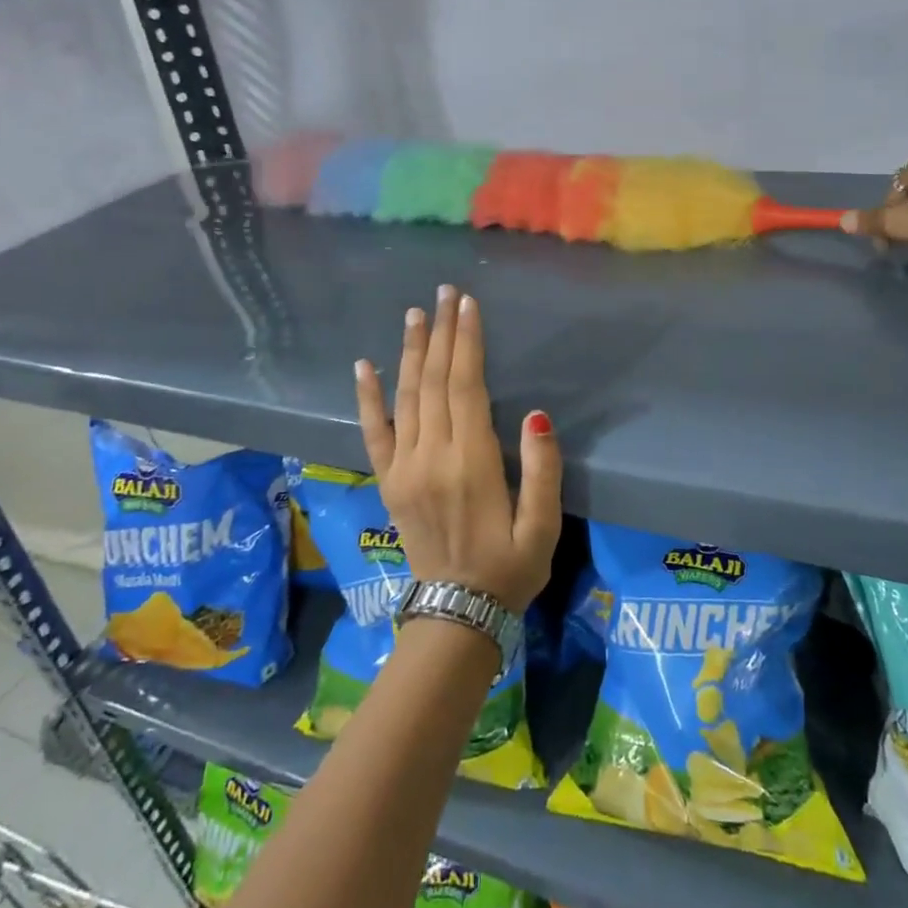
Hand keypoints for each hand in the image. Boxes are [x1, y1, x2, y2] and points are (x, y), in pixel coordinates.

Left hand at [353, 286, 561, 611]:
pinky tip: (364, 365)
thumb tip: (535, 415)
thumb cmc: (510, 568)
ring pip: (405, 397)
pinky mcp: (388, 481)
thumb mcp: (544, 527)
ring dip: (410, 351)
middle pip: (433, 382)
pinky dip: (368, 397)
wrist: (456, 614)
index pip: (465, 386)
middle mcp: (431, 457)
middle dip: (440, 333)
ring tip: (415, 314)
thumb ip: (542, 470)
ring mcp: (403, 469)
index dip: (466, 342)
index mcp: (471, 464)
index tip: (468, 305)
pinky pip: (374, 432)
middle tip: (445, 293)